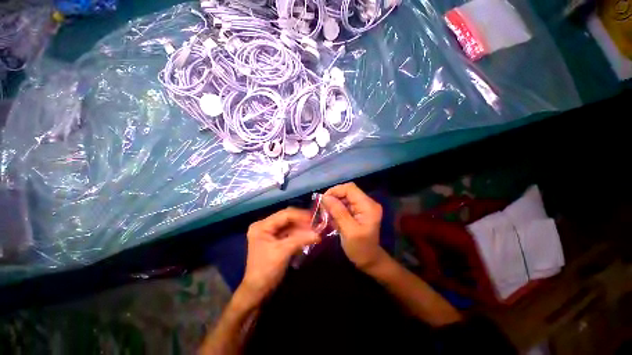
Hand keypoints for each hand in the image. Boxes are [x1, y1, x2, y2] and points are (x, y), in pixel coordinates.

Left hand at [239, 208, 319, 305]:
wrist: (258, 291)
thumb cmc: (267, 270)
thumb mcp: (283, 252)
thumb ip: (301, 240)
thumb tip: (318, 234)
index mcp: (262, 225)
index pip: (284, 215)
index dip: (300, 215)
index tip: (315, 218)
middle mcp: (265, 225)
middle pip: (287, 218)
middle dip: (302, 221)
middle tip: (316, 224)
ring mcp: (270, 232)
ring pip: (290, 225)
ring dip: (302, 228)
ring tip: (315, 230)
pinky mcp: (275, 239)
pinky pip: (289, 233)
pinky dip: (299, 234)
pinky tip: (309, 236)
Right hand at [322, 183, 384, 271]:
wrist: (369, 260)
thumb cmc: (360, 248)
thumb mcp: (348, 231)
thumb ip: (338, 212)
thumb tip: (325, 197)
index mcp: (368, 206)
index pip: (350, 188)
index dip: (335, 191)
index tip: (323, 201)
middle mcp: (367, 202)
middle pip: (347, 192)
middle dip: (333, 199)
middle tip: (323, 210)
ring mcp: (363, 207)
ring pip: (344, 198)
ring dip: (334, 205)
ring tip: (327, 216)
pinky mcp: (359, 211)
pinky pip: (345, 205)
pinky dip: (337, 210)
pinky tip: (333, 219)